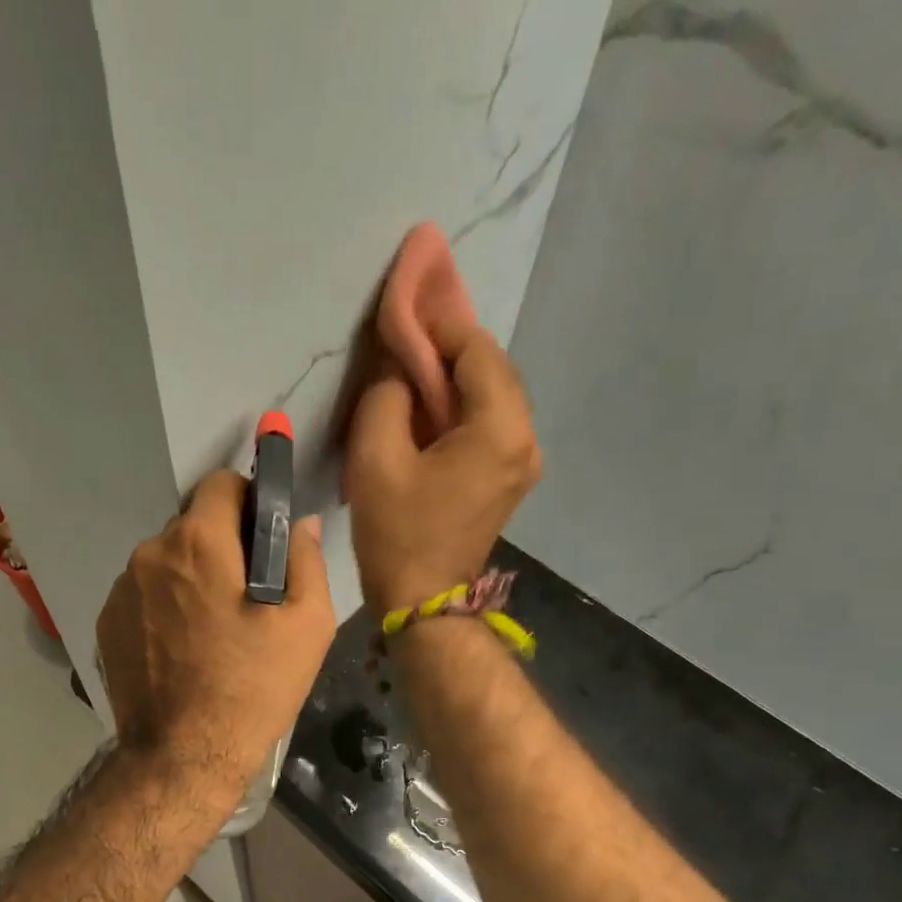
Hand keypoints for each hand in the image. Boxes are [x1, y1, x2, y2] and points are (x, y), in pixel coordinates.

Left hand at [97, 470, 335, 789]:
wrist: (184, 756)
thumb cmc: (253, 689)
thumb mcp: (307, 626)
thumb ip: (306, 560)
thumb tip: (299, 523)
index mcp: (199, 543)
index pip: (221, 483)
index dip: (249, 502)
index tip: (263, 539)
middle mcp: (149, 553)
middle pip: (192, 526)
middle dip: (220, 547)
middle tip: (245, 597)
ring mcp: (121, 590)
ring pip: (165, 562)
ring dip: (189, 579)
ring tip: (211, 632)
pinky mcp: (106, 624)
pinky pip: (143, 596)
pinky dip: (163, 608)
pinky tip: (181, 650)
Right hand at [344, 320, 540, 613]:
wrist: (424, 603)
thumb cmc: (398, 535)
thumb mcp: (376, 459)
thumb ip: (387, 395)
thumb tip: (400, 369)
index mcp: (499, 429)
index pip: (475, 349)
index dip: (440, 321)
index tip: (408, 298)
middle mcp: (525, 438)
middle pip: (490, 368)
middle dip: (450, 344)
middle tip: (409, 326)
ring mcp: (522, 460)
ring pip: (491, 395)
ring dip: (455, 374)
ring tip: (415, 360)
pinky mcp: (508, 477)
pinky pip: (488, 423)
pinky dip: (460, 404)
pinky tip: (430, 401)